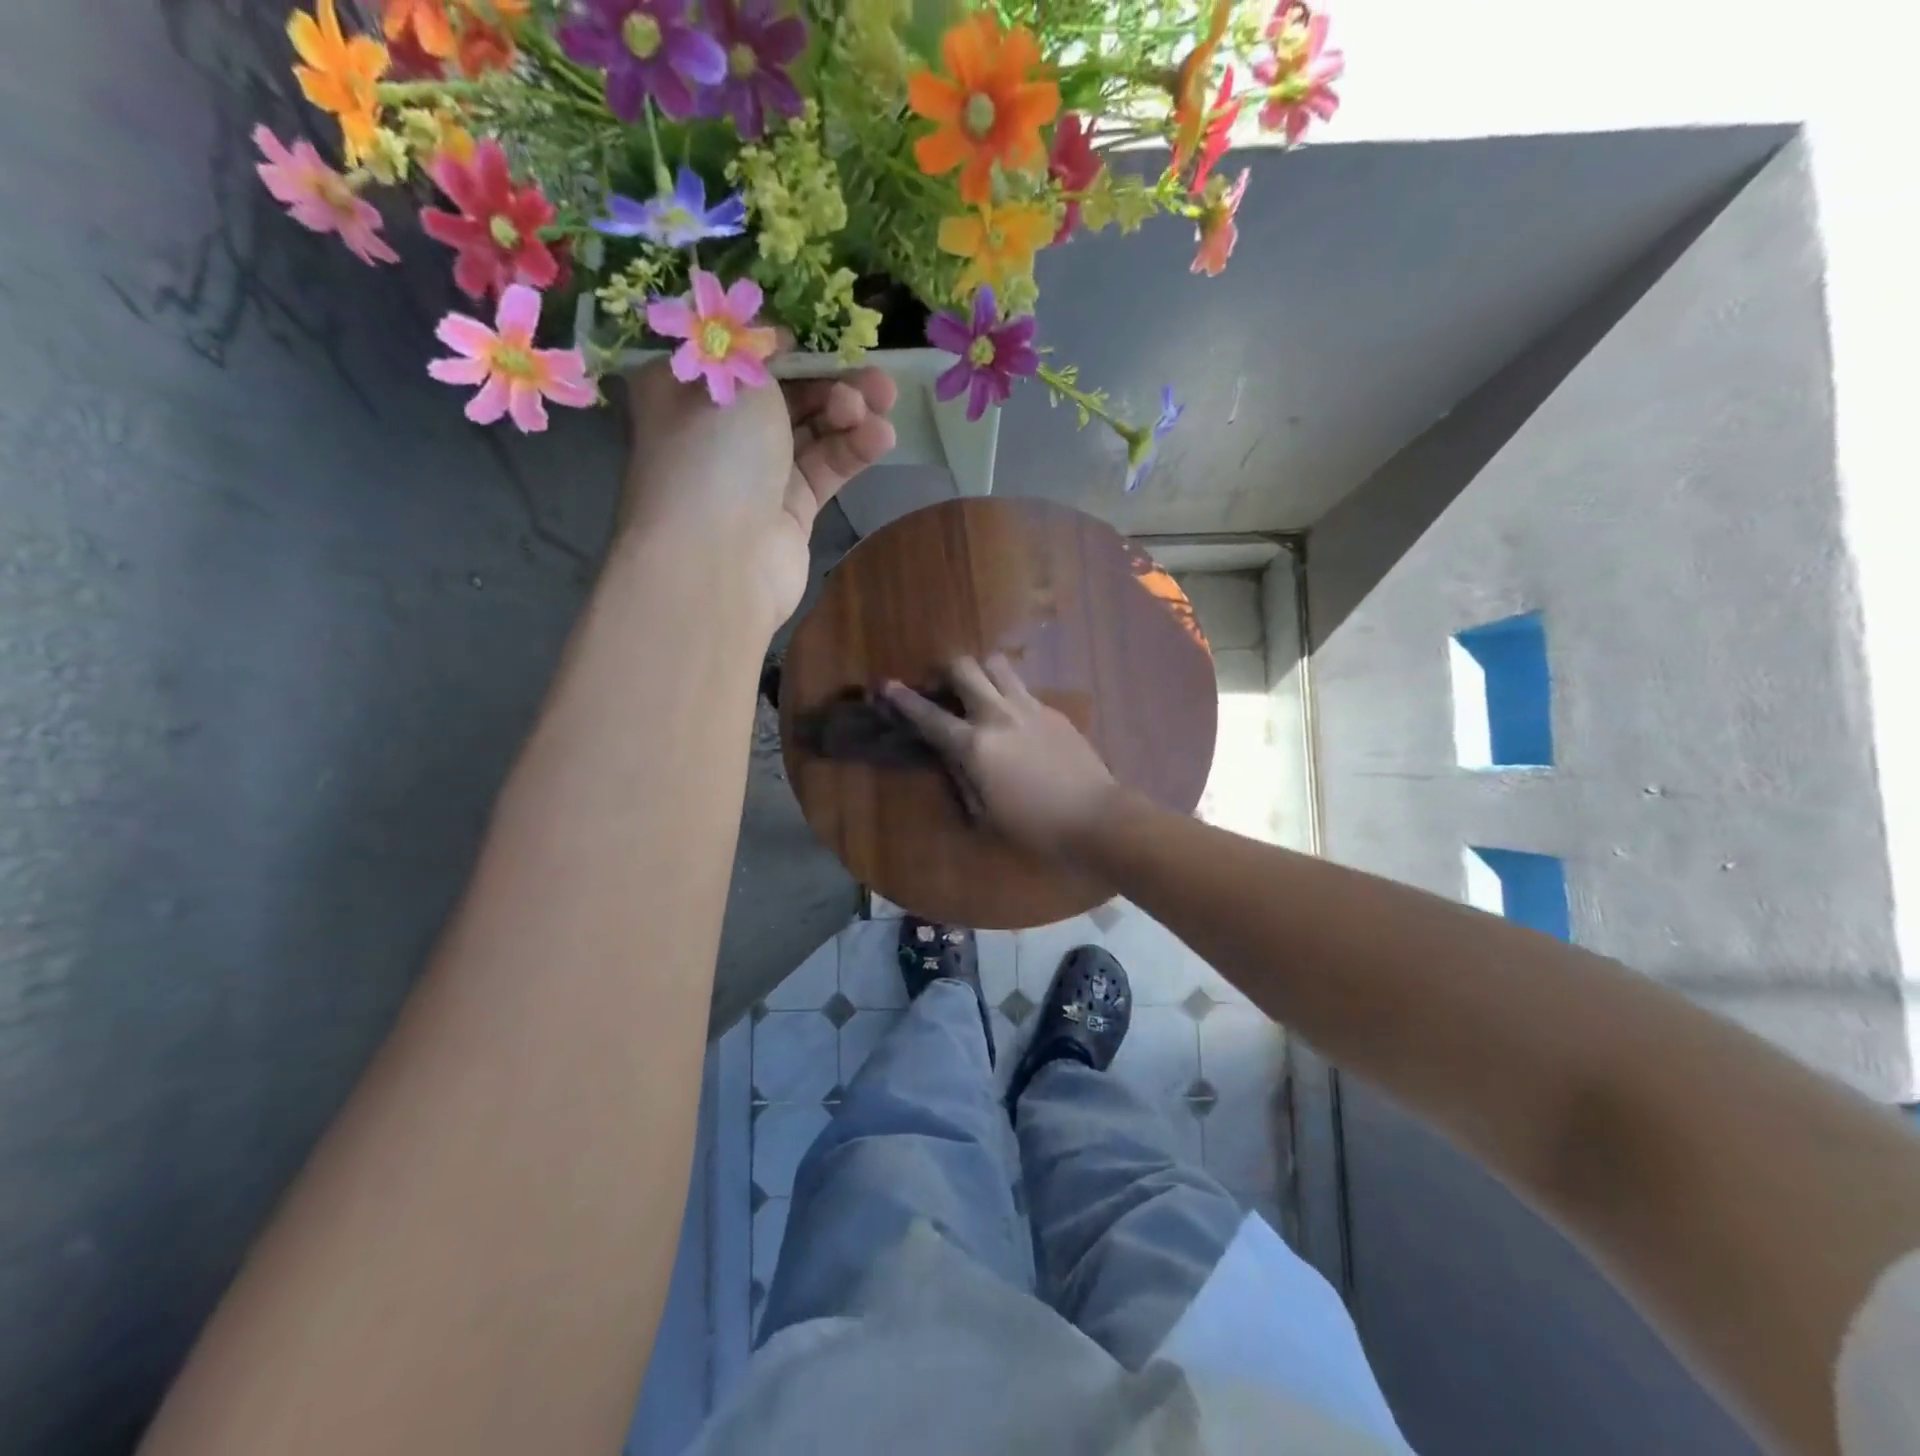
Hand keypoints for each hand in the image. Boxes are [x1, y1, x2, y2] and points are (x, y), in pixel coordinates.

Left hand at [619, 361, 897, 632]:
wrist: (717, 560)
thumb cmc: (714, 453)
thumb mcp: (737, 377)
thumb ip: (764, 352)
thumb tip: (778, 341)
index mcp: (686, 391)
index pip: (742, 358)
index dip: (785, 346)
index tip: (819, 342)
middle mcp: (719, 432)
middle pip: (784, 395)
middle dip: (831, 381)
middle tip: (875, 378)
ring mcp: (755, 474)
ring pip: (811, 432)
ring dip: (849, 414)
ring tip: (883, 404)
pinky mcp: (789, 511)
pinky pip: (824, 470)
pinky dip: (852, 451)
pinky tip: (881, 438)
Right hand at [884, 655, 1119, 861]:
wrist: (1094, 817)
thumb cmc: (1033, 827)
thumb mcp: (984, 813)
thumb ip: (961, 777)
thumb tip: (951, 754)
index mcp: (974, 746)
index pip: (929, 715)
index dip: (903, 699)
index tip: (886, 684)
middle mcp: (997, 715)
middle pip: (963, 667)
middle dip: (944, 671)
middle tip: (941, 688)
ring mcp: (1028, 707)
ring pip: (996, 664)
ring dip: (980, 671)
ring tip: (977, 690)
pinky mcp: (1052, 710)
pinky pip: (1022, 687)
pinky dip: (1007, 692)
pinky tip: (1013, 717)